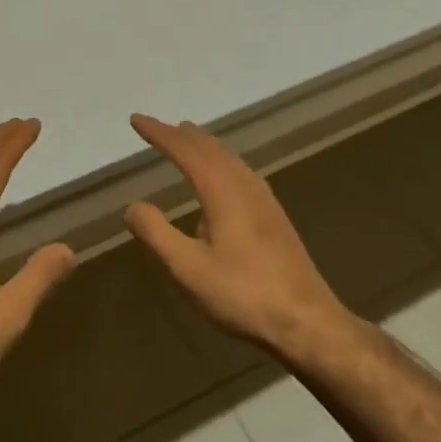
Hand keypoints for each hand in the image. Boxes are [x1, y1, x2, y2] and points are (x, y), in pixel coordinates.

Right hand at [124, 114, 347, 356]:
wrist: (307, 321)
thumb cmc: (243, 294)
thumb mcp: (188, 268)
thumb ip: (157, 233)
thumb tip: (133, 206)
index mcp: (222, 191)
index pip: (185, 151)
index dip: (159, 133)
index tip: (136, 120)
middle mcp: (245, 185)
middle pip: (210, 148)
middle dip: (181, 136)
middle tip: (159, 127)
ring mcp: (264, 200)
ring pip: (229, 158)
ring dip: (204, 146)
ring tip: (187, 140)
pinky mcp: (274, 217)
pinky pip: (240, 172)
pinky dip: (221, 162)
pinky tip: (222, 179)